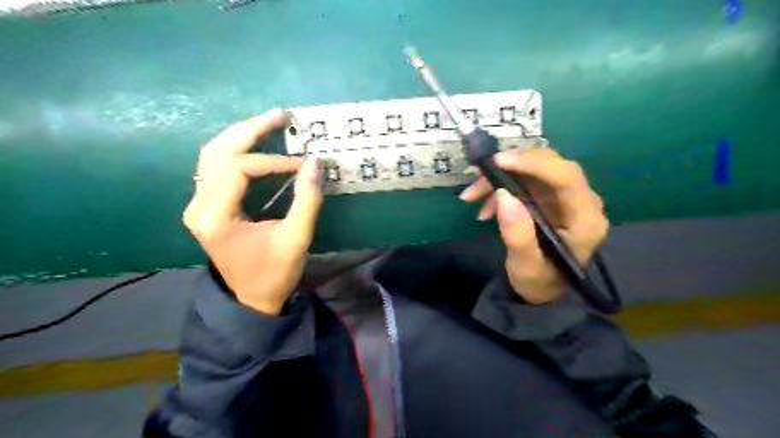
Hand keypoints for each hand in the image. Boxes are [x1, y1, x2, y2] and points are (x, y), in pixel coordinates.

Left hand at [183, 108, 323, 314]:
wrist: (251, 299)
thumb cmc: (274, 273)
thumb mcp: (296, 239)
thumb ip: (307, 200)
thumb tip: (315, 163)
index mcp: (215, 216)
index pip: (240, 169)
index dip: (274, 161)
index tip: (303, 164)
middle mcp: (198, 205)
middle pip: (218, 152)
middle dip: (252, 130)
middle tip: (281, 114)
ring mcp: (197, 204)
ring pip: (212, 155)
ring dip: (240, 135)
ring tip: (268, 122)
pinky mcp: (205, 205)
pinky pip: (214, 167)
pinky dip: (234, 150)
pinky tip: (252, 143)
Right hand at [458, 148, 608, 301]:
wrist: (544, 290)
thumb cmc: (539, 282)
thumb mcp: (526, 267)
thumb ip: (518, 235)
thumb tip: (504, 194)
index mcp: (585, 219)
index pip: (566, 177)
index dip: (533, 163)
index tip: (498, 162)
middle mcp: (581, 201)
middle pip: (549, 165)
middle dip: (510, 168)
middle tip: (476, 179)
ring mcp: (565, 197)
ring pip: (533, 169)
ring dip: (499, 177)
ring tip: (472, 197)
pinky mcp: (550, 197)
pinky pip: (525, 180)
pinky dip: (500, 186)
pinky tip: (485, 207)